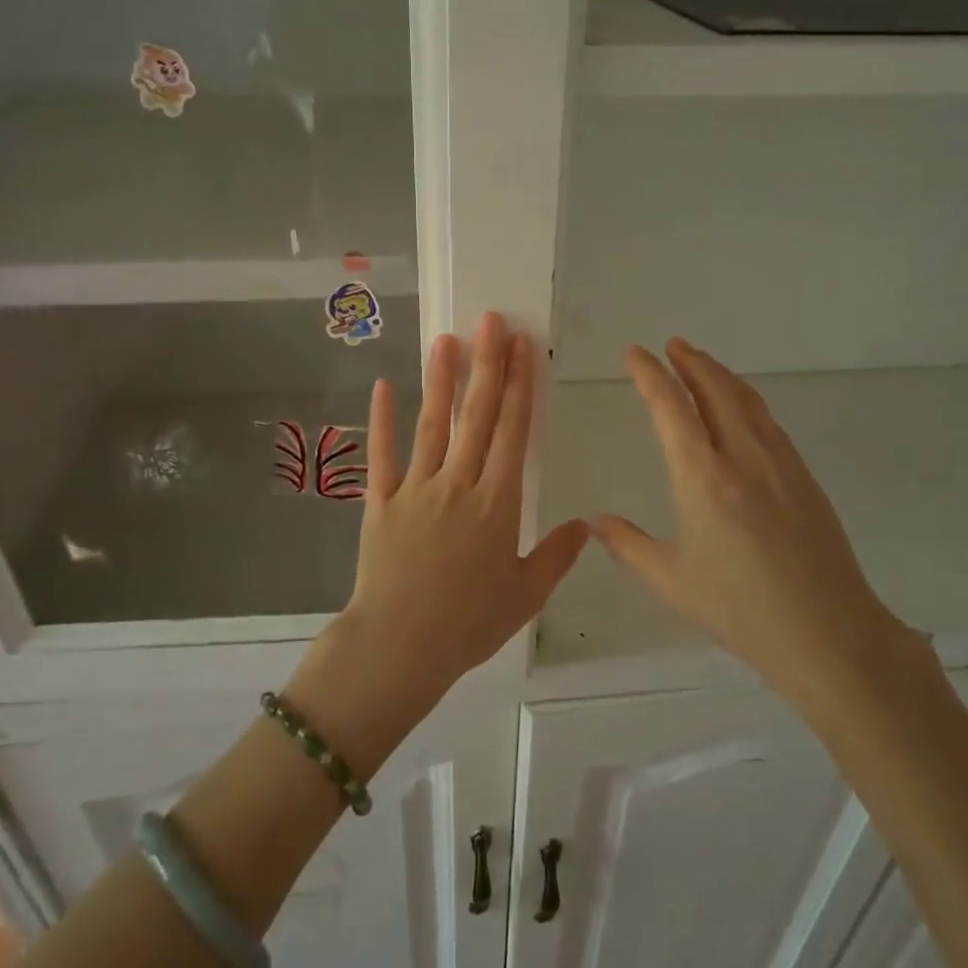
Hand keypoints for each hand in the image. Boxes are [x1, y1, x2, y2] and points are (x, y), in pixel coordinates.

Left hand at [287, 314, 588, 771]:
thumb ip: (557, 556)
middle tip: (491, 321)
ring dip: (440, 380)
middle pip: (477, 416)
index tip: (523, 348)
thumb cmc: (468, 624)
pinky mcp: (380, 501)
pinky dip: (381, 420)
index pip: (512, 432)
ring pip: (432, 425)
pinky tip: (383, 386)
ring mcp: (415, 489)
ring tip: (447, 338)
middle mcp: (458, 484)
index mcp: (498, 503)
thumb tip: (586, 524)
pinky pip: (382, 454)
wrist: (399, 646)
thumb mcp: (525, 595)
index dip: (520, 386)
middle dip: (487, 366)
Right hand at [590, 339, 926, 712]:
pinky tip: (742, 410)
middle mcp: (742, 456)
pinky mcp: (804, 478)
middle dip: (691, 362)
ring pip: (747, 402)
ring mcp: (780, 463)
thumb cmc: (738, 608)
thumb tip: (592, 521)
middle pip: (715, 390)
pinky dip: (747, 401)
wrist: (827, 632)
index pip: (671, 408)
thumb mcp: (669, 579)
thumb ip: (626, 544)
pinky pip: (769, 423)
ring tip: (702, 363)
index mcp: (702, 477)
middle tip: (672, 344)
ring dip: (721, 376)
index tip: (635, 353)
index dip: (651, 375)